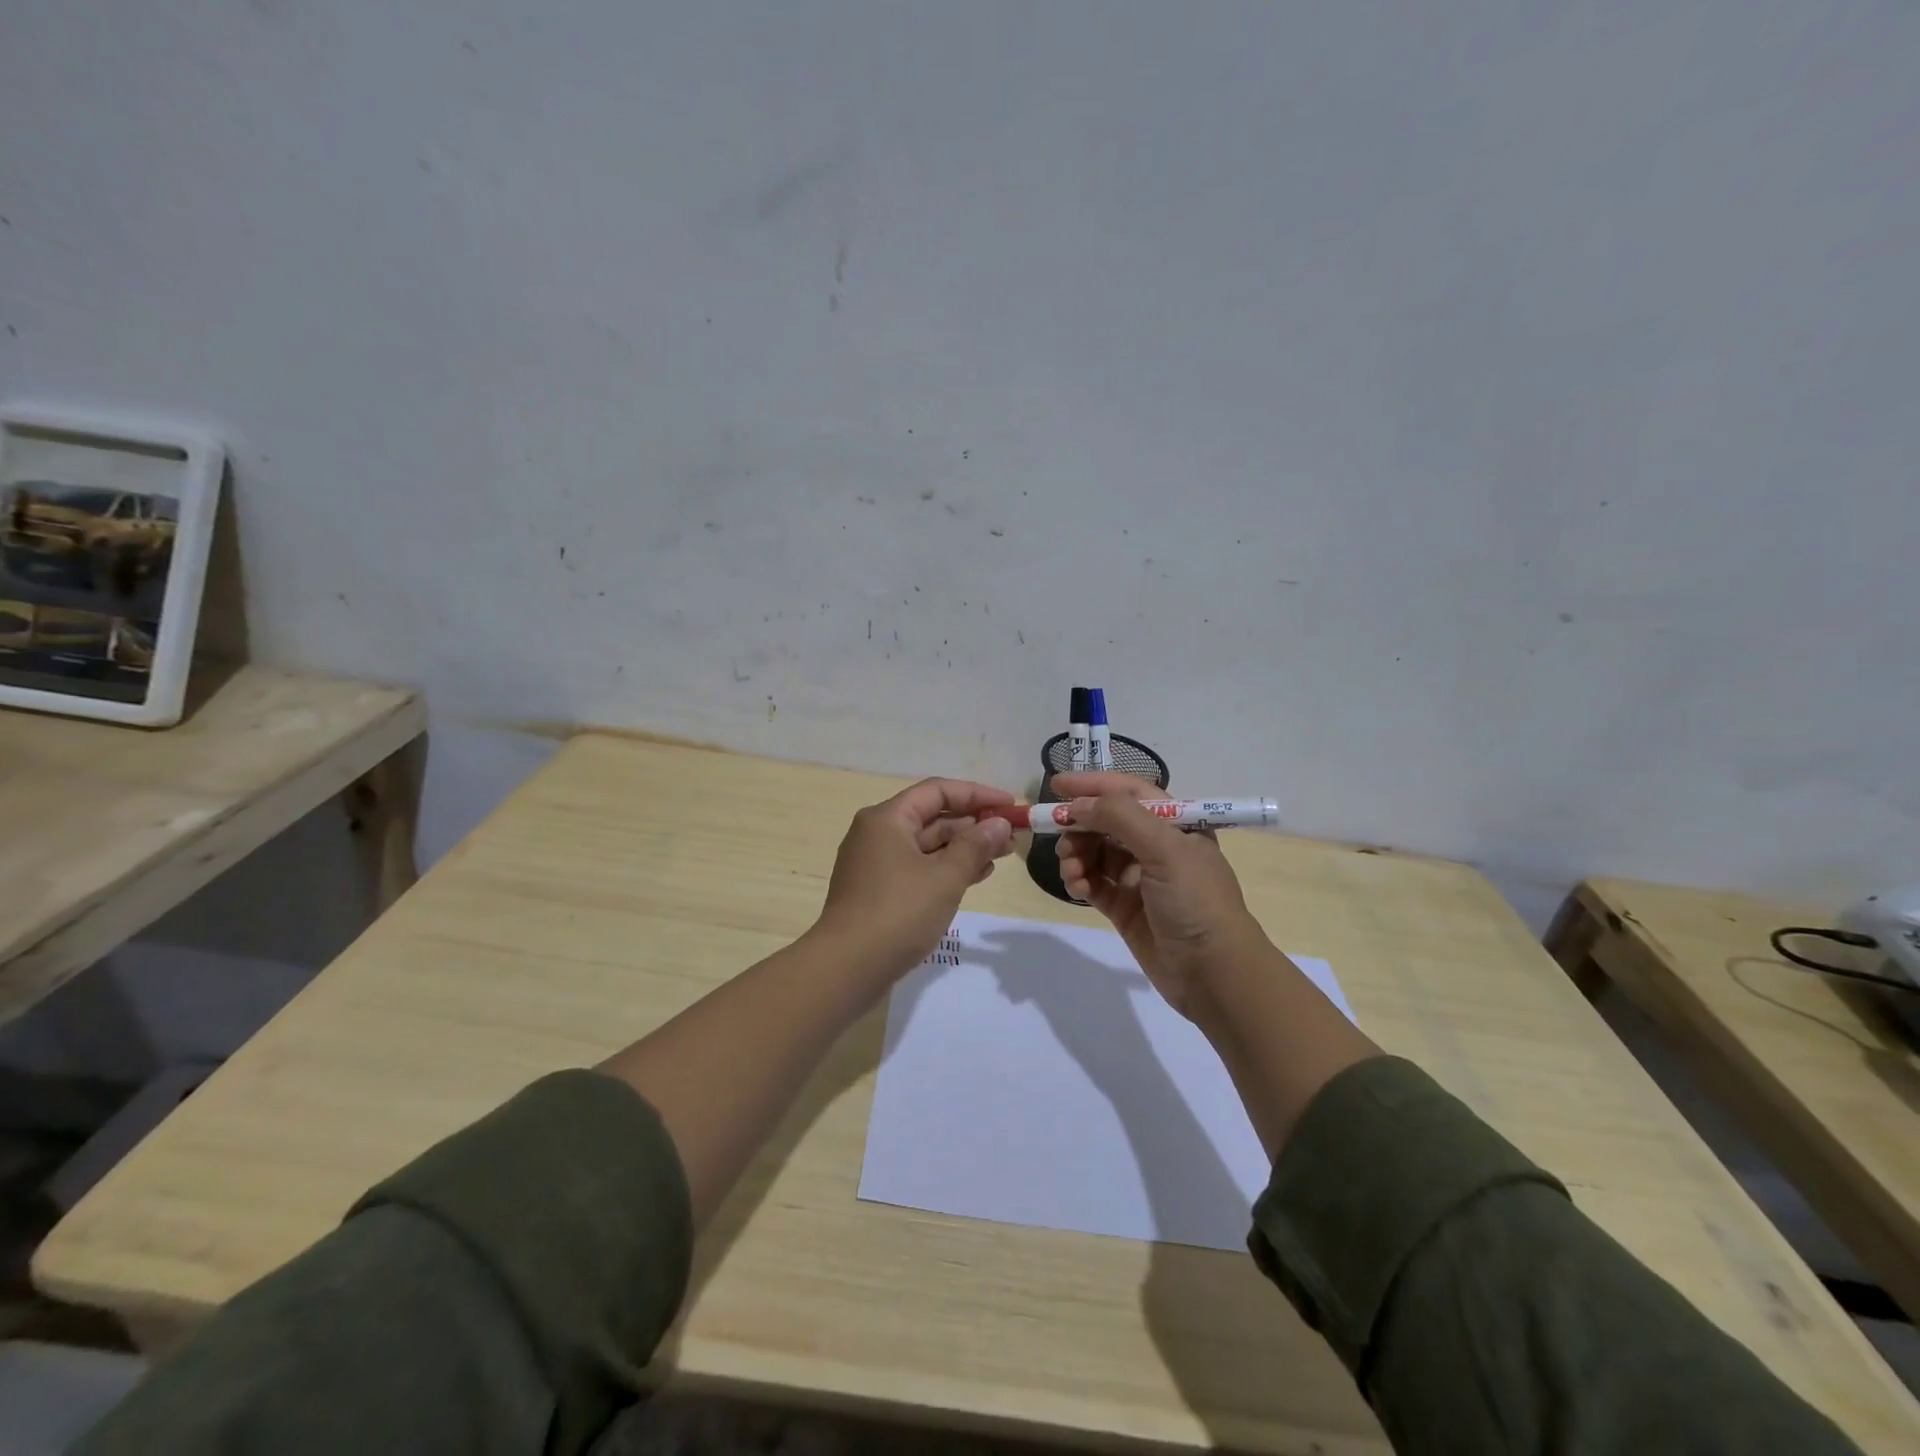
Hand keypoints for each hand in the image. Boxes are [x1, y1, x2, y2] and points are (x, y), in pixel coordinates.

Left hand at [814, 778, 1015, 977]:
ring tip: (1002, 856)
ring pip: (927, 845)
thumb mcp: (945, 877)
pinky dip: (946, 869)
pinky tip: (975, 877)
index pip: (938, 790)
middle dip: (974, 824)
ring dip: (964, 848)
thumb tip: (999, 823)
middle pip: (932, 817)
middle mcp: (877, 833)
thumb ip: (975, 846)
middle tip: (1012, 836)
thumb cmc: (898, 913)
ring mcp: (876, 864)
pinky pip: (918, 868)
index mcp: (887, 819)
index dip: (977, 794)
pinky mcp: (878, 891)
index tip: (1010, 806)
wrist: (846, 969)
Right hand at [1050, 772, 1264, 1018]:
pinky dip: (1080, 880)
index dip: (1093, 785)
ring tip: (1070, 867)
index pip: (1129, 792)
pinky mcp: (1125, 908)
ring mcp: (1139, 879)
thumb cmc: (1195, 900)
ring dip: (1077, 854)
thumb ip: (1120, 817)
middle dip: (1080, 824)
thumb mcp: (1165, 848)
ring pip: (1096, 853)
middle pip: (1107, 822)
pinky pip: (1094, 883)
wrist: (1213, 973)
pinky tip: (1076, 886)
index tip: (1056, 784)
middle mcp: (1157, 846)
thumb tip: (1078, 805)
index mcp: (1176, 824)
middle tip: (1059, 834)